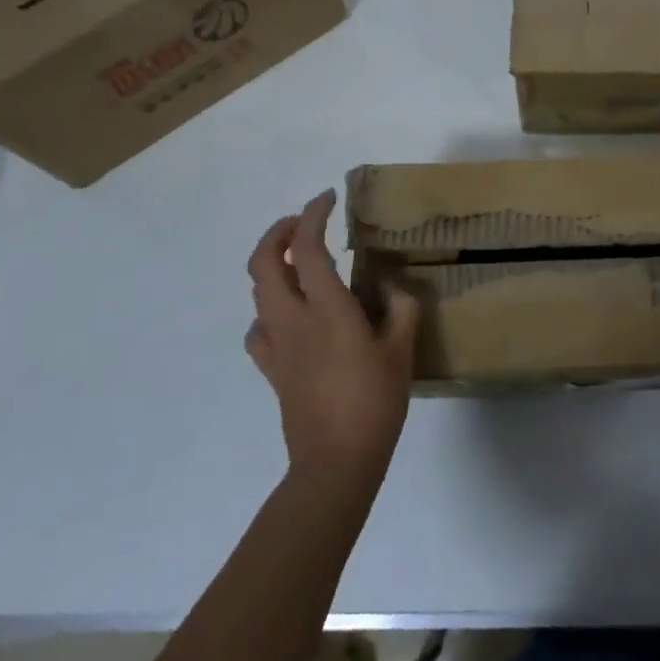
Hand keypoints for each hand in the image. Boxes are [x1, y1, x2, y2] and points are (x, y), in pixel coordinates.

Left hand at [245, 190, 421, 482]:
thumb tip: (388, 284)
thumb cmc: (374, 402)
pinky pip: (258, 327)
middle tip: (304, 224)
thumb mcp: (402, 351)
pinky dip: (269, 309)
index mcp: (327, 309)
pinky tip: (290, 316)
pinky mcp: (271, 369)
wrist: (335, 461)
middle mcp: (292, 319)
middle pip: (264, 262)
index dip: (314, 215)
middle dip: (279, 232)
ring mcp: (276, 344)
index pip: (308, 247)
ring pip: (257, 291)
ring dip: (273, 266)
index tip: (328, 198)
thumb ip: (400, 307)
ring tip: (301, 263)